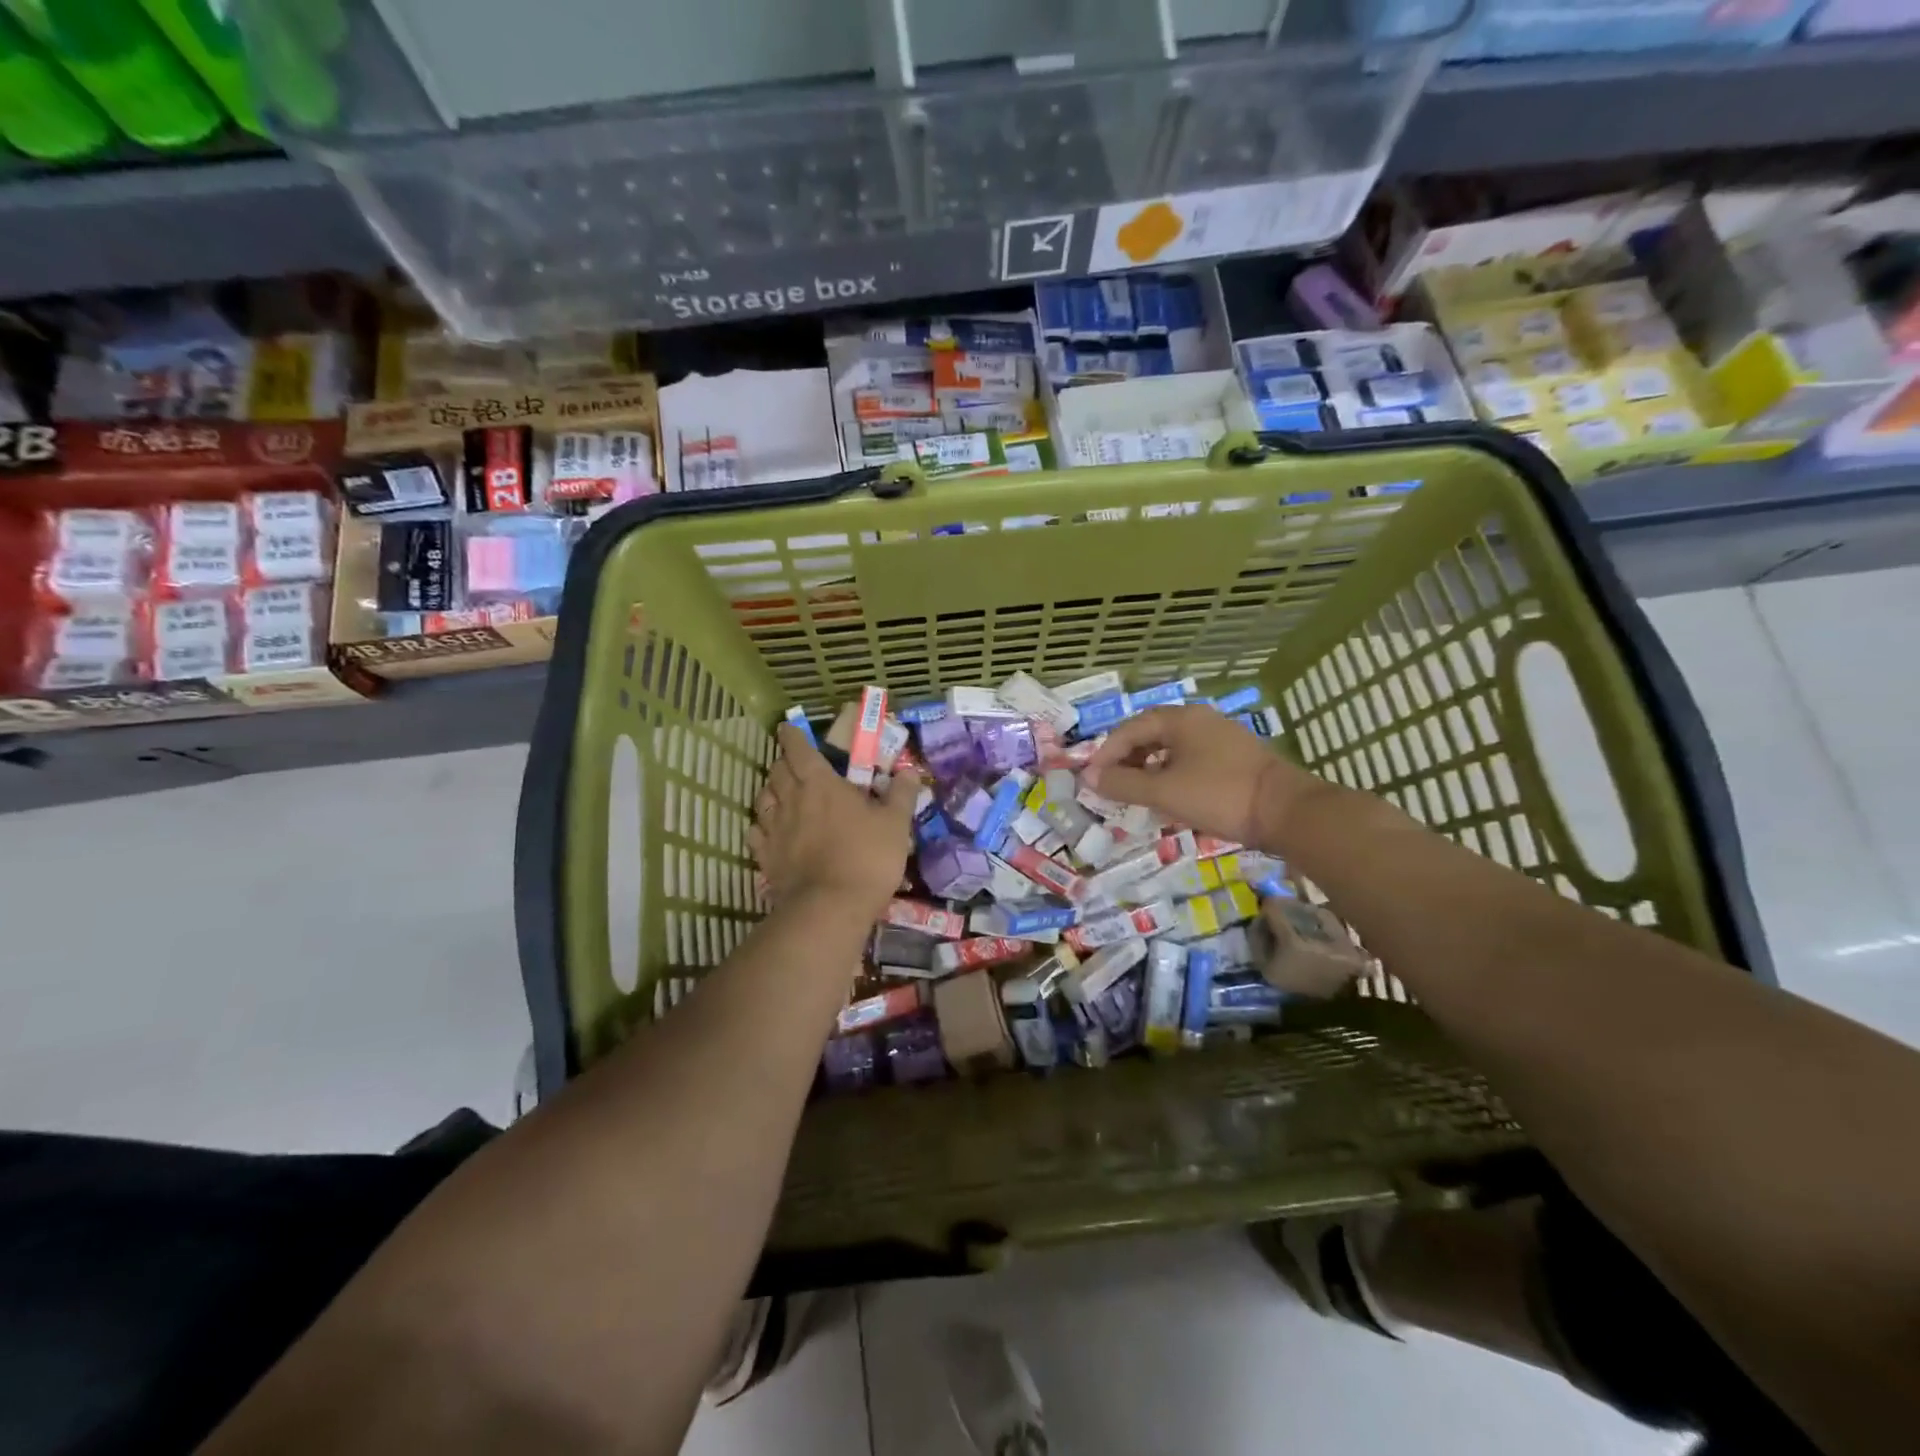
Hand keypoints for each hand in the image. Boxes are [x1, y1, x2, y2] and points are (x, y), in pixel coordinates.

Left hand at [749, 724, 918, 916]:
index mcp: (820, 783)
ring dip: (770, 791)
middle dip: (784, 762)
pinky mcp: (765, 857)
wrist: (831, 907)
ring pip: (762, 799)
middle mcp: (791, 800)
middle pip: (777, 771)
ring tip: (780, 793)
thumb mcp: (896, 823)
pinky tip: (768, 830)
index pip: (799, 749)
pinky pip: (755, 833)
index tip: (787, 728)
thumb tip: (908, 771)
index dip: (792, 736)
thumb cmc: (867, 857)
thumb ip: (901, 794)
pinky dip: (761, 825)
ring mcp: (774, 829)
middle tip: (794, 763)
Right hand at [1082, 705, 1326, 851]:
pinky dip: (1171, 774)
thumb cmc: (1219, 795)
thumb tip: (1090, 778)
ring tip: (1136, 792)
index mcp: (1181, 719)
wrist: (1288, 811)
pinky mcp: (1235, 758)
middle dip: (1127, 758)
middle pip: (1151, 733)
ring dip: (1148, 768)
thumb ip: (1123, 784)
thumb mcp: (1164, 792)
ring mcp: (1221, 738)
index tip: (1092, 778)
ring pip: (1172, 748)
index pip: (1130, 728)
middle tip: (1111, 784)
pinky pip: (1191, 759)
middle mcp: (1200, 720)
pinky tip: (1170, 796)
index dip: (1106, 753)